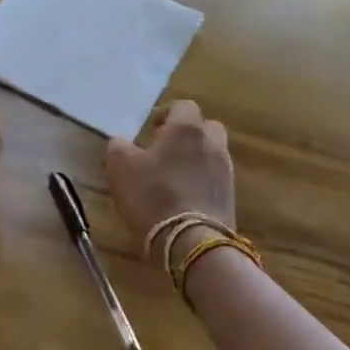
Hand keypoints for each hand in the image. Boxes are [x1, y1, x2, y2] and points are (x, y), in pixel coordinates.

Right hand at [104, 100, 234, 261]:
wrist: (192, 243)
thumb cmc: (153, 196)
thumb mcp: (120, 168)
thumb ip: (118, 147)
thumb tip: (121, 141)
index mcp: (186, 128)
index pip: (183, 106)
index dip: (167, 114)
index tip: (152, 129)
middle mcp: (212, 143)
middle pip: (206, 127)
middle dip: (189, 134)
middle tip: (167, 149)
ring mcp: (226, 171)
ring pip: (213, 153)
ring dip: (197, 159)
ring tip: (175, 177)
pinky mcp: (231, 198)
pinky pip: (216, 179)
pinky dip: (203, 182)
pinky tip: (185, 198)